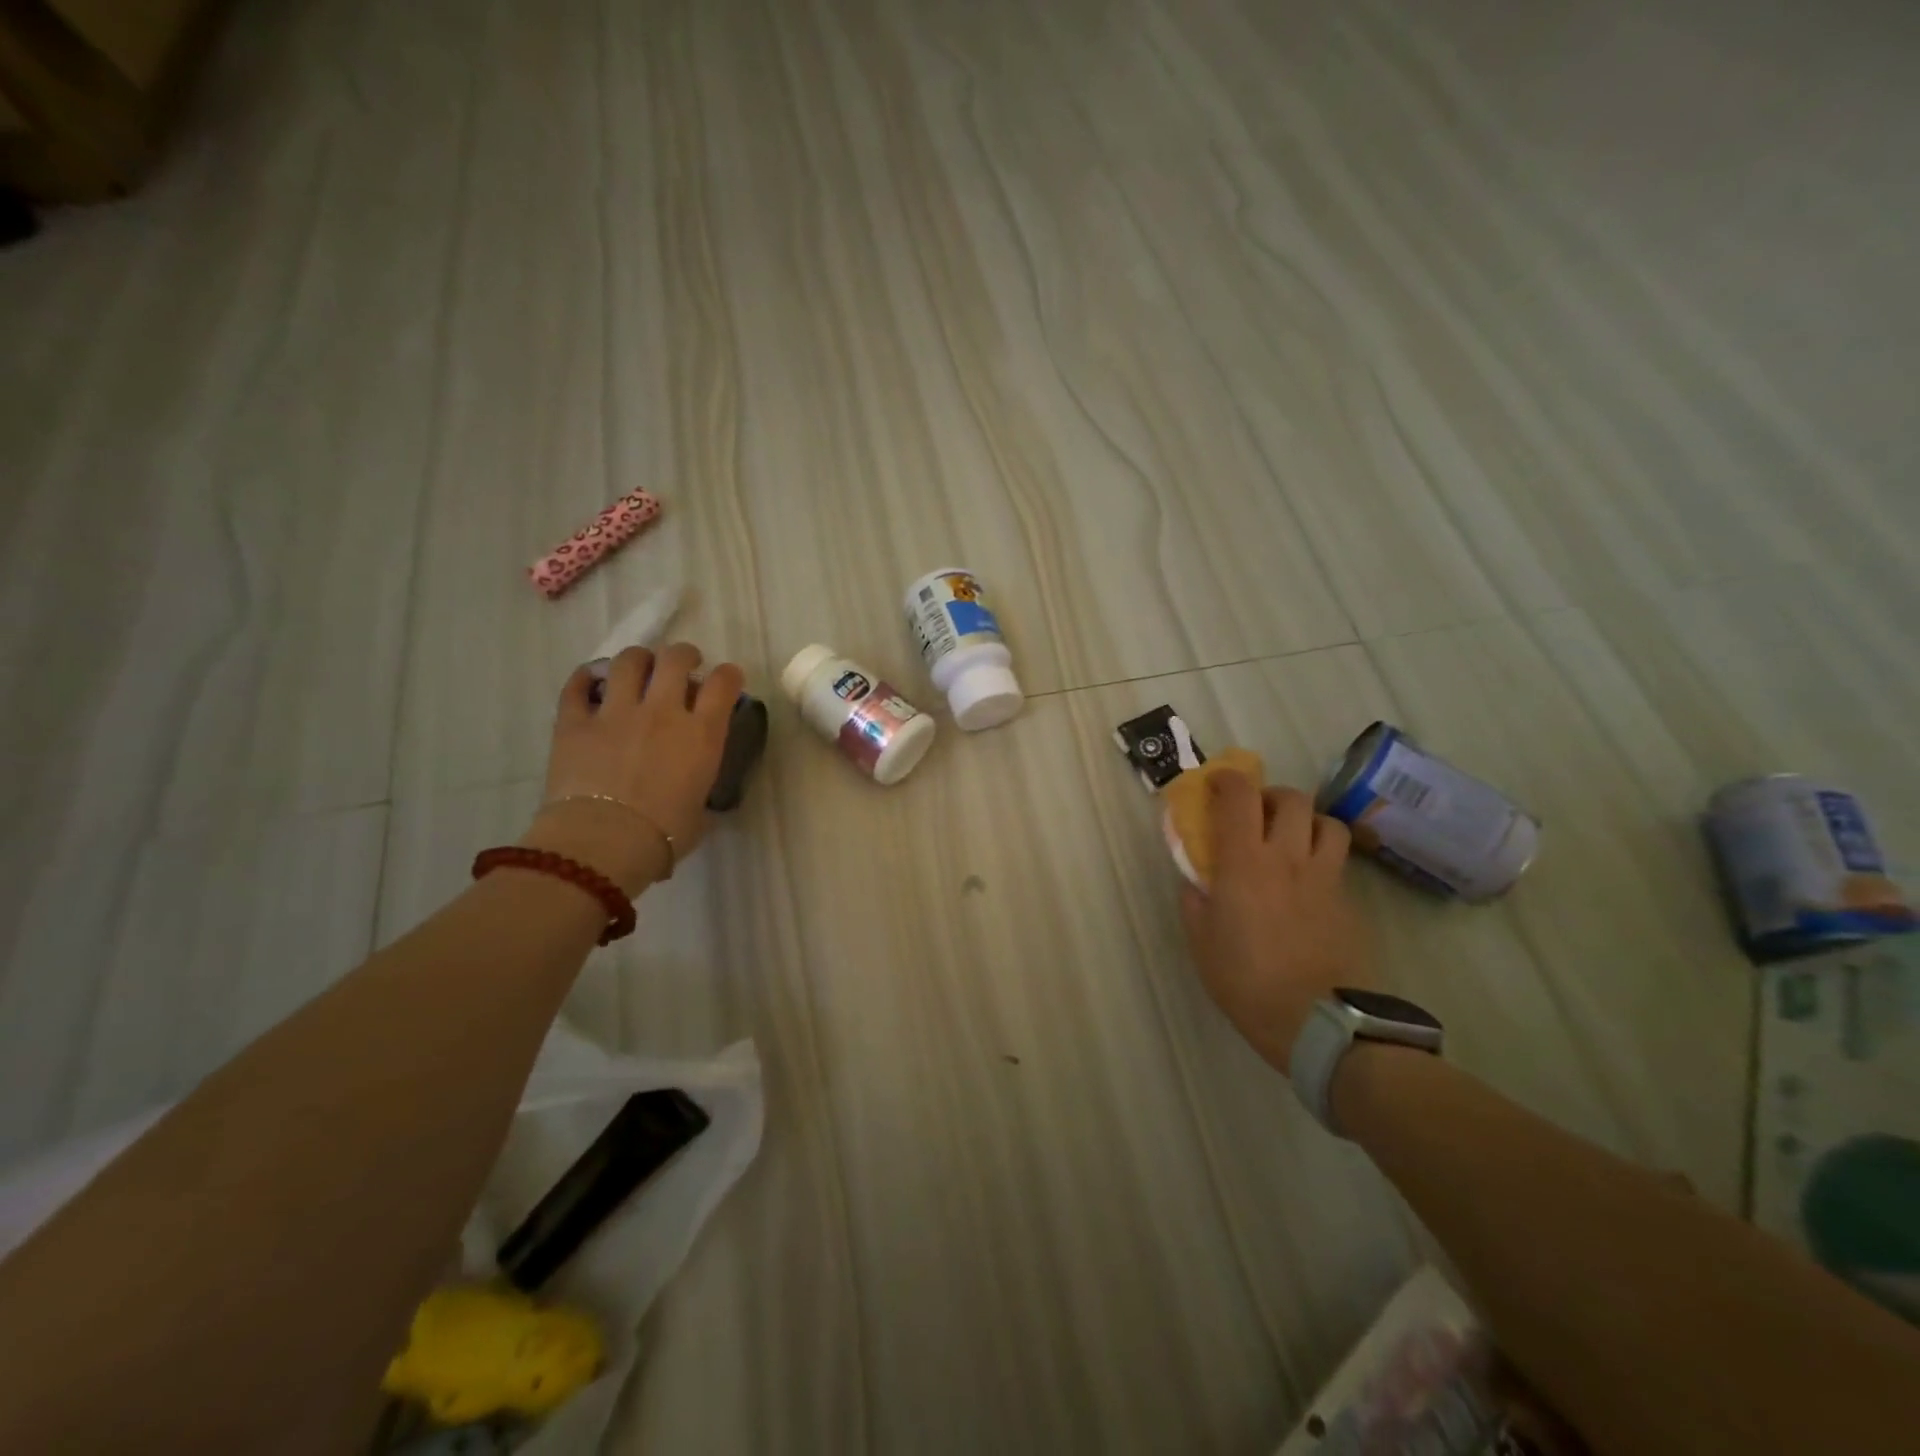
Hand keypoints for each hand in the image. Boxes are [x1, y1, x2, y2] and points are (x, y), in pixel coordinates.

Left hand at [521, 643, 745, 894]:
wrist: (603, 843)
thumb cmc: (663, 836)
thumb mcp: (700, 810)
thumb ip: (699, 786)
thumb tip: (693, 791)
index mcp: (701, 734)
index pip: (724, 683)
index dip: (729, 675)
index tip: (727, 679)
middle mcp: (662, 712)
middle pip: (676, 659)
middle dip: (684, 656)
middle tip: (683, 665)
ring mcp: (615, 712)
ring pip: (629, 661)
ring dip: (639, 660)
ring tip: (639, 669)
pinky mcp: (574, 722)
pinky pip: (578, 686)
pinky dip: (587, 678)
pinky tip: (592, 681)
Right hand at [1179, 772, 1372, 1073]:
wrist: (1320, 1023)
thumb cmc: (1247, 982)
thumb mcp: (1201, 943)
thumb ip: (1195, 902)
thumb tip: (1195, 881)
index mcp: (1245, 863)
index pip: (1239, 797)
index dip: (1226, 780)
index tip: (1215, 784)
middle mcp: (1288, 858)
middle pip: (1291, 799)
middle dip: (1271, 796)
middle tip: (1256, 815)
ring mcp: (1326, 878)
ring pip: (1327, 823)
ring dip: (1306, 822)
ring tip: (1292, 841)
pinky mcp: (1350, 902)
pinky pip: (1339, 863)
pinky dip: (1323, 859)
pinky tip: (1309, 886)